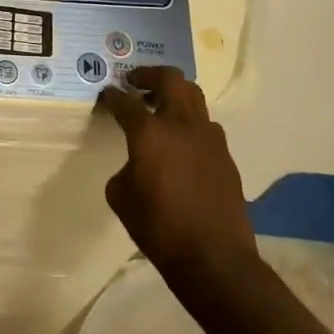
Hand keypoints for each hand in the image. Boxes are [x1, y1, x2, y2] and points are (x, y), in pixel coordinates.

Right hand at [98, 66, 255, 284]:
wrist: (214, 258)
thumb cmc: (158, 227)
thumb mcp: (121, 197)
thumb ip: (125, 168)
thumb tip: (136, 163)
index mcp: (150, 132)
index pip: (126, 101)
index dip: (113, 95)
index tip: (107, 94)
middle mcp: (181, 125)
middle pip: (170, 79)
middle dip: (149, 75)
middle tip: (135, 82)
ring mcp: (209, 137)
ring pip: (193, 97)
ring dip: (174, 95)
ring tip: (160, 109)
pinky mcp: (225, 155)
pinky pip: (205, 125)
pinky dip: (189, 123)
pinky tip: (181, 144)